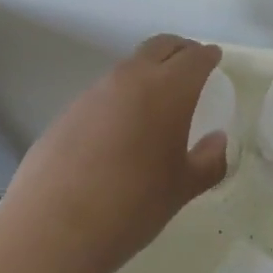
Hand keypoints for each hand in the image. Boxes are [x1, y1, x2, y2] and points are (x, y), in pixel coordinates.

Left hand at [3, 34, 228, 272]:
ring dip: (147, 72)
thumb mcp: (182, 188)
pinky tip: (120, 128)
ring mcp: (94, 92)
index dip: (208, 56)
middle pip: (159, 47)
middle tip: (191, 64)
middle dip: (179, 50)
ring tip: (157, 100)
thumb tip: (217, 141)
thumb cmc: (133, 204)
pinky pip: (104, 92)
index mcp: (168, 90)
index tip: (214, 58)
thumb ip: (209, 161)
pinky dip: (121, 97)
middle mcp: (130, 78)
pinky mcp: (68, 110)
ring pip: (129, 67)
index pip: (194, 58)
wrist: (54, 225)